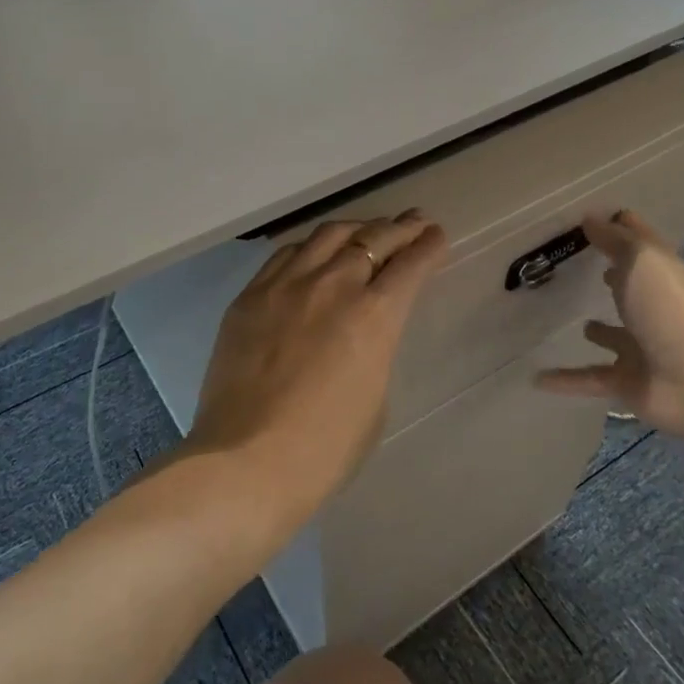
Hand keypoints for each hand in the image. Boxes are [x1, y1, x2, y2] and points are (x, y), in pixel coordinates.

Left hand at [188, 210, 448, 533]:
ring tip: (367, 230)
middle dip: (400, 228)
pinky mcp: (250, 296)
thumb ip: (375, 349)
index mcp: (374, 316)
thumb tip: (363, 330)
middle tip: (415, 221)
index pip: (411, 265)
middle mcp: (333, 286)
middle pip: (373, 239)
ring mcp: (286, 286)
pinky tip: (314, 253)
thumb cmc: (325, 448)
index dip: (429, 246)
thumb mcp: (375, 398)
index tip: (437, 235)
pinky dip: (310, 248)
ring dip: (356, 228)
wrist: (246, 462)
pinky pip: (285, 255)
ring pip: (328, 235)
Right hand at [533, 210, 683, 441]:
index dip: (620, 227)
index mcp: (663, 276)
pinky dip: (566, 379)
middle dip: (610, 278)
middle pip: (630, 288)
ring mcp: (643, 348)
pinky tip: (537, 377)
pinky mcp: (628, 382)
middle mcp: (655, 309)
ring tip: (573, 322)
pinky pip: (590, 377)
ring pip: (615, 337)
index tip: (588, 217)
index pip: (640, 243)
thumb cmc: (671, 310)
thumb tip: (590, 218)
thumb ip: (615, 240)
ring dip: (599, 332)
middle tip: (573, 266)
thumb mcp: (642, 262)